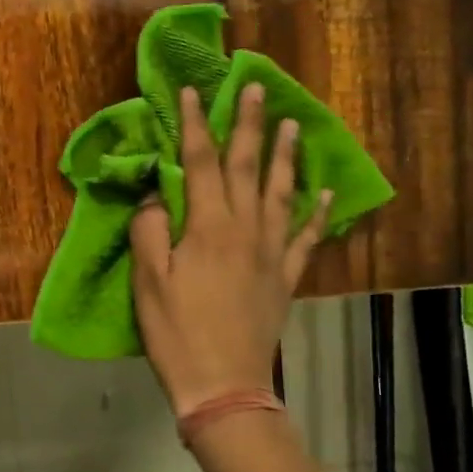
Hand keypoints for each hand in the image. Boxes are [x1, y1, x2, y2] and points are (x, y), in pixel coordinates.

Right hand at [131, 84, 332, 415]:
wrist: (223, 382)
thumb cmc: (176, 330)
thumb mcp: (147, 279)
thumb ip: (150, 229)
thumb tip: (157, 194)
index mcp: (208, 226)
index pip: (200, 163)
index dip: (195, 125)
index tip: (193, 92)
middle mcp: (245, 228)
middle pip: (249, 166)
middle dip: (250, 125)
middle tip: (255, 89)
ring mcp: (272, 252)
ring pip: (282, 192)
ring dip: (287, 156)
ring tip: (293, 125)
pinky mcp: (286, 276)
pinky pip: (307, 237)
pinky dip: (317, 212)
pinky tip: (324, 193)